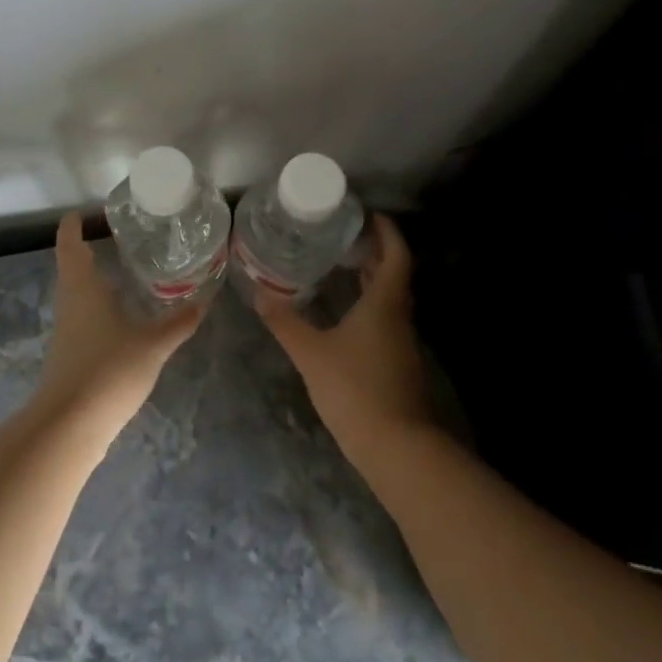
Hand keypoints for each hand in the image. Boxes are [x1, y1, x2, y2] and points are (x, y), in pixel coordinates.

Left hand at [36, 214, 202, 439]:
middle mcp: (70, 301)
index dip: (74, 224)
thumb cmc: (108, 370)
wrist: (70, 424)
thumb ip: (178, 323)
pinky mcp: (71, 352)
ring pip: (78, 292)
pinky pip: (84, 315)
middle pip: (72, 265)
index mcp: (82, 286)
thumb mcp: (152, 344)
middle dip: (90, 248)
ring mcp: (67, 328)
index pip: (69, 243)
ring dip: (96, 278)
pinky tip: (124, 315)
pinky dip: (100, 304)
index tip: (86, 211)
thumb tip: (204, 301)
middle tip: (122, 237)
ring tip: (128, 271)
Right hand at [256, 214, 434, 462]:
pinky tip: (344, 314)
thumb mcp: (311, 354)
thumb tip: (259, 295)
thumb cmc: (355, 389)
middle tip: (345, 236)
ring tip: (342, 267)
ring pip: (390, 298)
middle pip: (395, 274)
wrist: (396, 447)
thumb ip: (285, 323)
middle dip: (375, 252)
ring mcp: (402, 342)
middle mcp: (399, 316)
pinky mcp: (397, 363)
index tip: (369, 214)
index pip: (396, 254)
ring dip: (372, 279)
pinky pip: (385, 320)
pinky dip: (369, 305)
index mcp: (385, 303)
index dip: (387, 231)